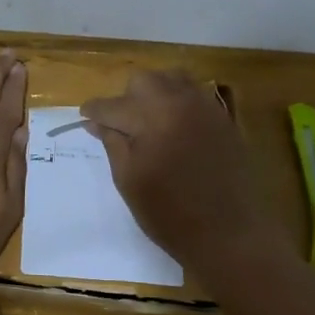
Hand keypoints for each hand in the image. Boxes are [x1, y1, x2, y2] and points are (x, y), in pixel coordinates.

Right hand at [80, 70, 285, 271]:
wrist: (230, 234)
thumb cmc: (170, 214)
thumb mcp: (129, 181)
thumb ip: (113, 144)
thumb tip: (97, 122)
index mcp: (152, 117)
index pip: (112, 105)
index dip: (94, 111)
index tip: (84, 118)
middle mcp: (180, 102)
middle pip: (143, 81)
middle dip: (126, 98)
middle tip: (120, 126)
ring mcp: (206, 108)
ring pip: (172, 80)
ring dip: (154, 93)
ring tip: (148, 122)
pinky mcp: (224, 119)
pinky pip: (195, 95)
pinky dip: (178, 102)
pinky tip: (173, 129)